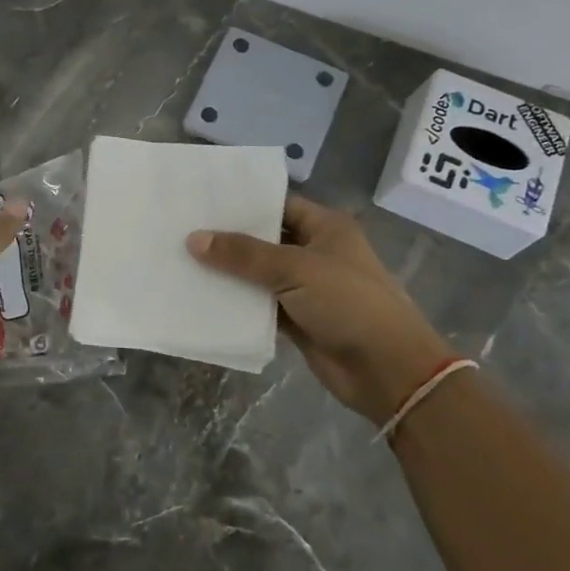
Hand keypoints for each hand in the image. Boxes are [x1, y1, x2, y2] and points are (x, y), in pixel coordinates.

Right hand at [188, 195, 453, 421]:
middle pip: (264, 239)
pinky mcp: (297, 319)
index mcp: (325, 227)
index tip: (202, 201)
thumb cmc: (348, 303)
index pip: (278, 204)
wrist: (388, 370)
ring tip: (181, 260)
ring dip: (228, 273)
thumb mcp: (295, 269)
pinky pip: (260, 305)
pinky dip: (237, 303)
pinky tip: (202, 297)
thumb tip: (194, 239)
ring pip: (259, 274)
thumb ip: (243, 254)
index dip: (243, 203)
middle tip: (182, 229)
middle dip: (228, 238)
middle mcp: (315, 252)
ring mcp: (306, 288)